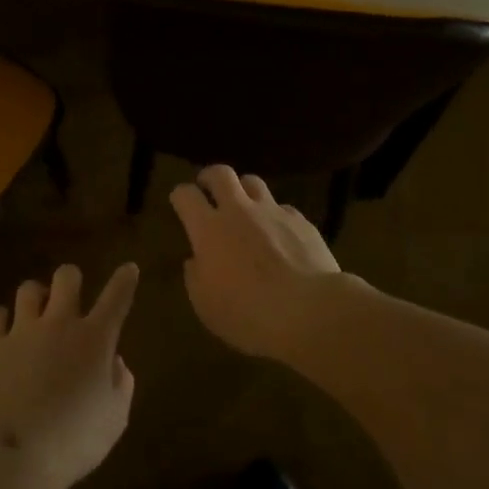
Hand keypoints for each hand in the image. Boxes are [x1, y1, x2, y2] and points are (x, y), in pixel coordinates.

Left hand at [0, 262, 139, 488]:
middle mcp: (60, 324)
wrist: (17, 455)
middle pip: (67, 277)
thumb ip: (121, 384)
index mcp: (95, 339)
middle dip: (71, 280)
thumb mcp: (115, 418)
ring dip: (36, 296)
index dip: (124, 280)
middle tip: (71, 297)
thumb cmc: (75, 440)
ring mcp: (23, 331)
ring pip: (28, 289)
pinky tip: (4, 329)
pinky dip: (1, 319)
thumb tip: (114, 362)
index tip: (129, 269)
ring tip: (36, 311)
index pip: (116, 298)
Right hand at [171, 165, 342, 360]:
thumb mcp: (206, 305)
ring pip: (253, 182)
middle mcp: (239, 211)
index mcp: (209, 229)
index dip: (180, 195)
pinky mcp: (301, 221)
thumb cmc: (248, 314)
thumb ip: (196, 277)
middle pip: (221, 174)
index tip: (180, 202)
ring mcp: (272, 212)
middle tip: (208, 188)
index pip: (186, 195)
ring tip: (245, 206)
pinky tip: (280, 234)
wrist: (309, 310)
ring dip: (244, 190)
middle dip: (210, 176)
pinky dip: (275, 216)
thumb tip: (196, 260)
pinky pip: (283, 209)